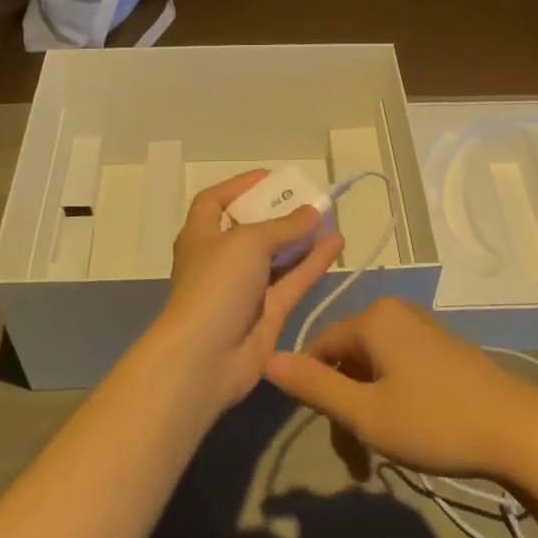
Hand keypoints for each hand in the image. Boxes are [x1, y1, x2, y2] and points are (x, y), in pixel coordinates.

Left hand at [150, 171, 344, 412]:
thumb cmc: (216, 285)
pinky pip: (293, 281)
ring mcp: (245, 289)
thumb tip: (313, 211)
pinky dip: (313, 264)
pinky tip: (337, 245)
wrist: (204, 358)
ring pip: (278, 257)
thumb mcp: (248, 243)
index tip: (270, 178)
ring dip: (302, 239)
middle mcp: (222, 259)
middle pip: (252, 229)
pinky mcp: (267, 314)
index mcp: (201, 235)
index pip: (214, 201)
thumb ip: (284, 226)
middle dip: (279, 214)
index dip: (239, 186)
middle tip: (309, 200)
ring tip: (331, 219)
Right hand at [263, 299, 537, 481]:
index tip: (324, 437)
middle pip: (347, 360)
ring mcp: (422, 330)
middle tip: (356, 464)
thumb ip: (315, 387)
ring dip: (367, 413)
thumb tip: (267, 359)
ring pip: (373, 370)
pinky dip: (391, 402)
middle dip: (344, 411)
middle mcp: (396, 314)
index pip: (319, 346)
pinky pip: (398, 370)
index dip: (312, 390)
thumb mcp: (366, 413)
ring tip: (378, 461)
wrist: (519, 431)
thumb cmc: (436, 421)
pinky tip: (406, 436)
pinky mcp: (443, 350)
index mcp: (373, 318)